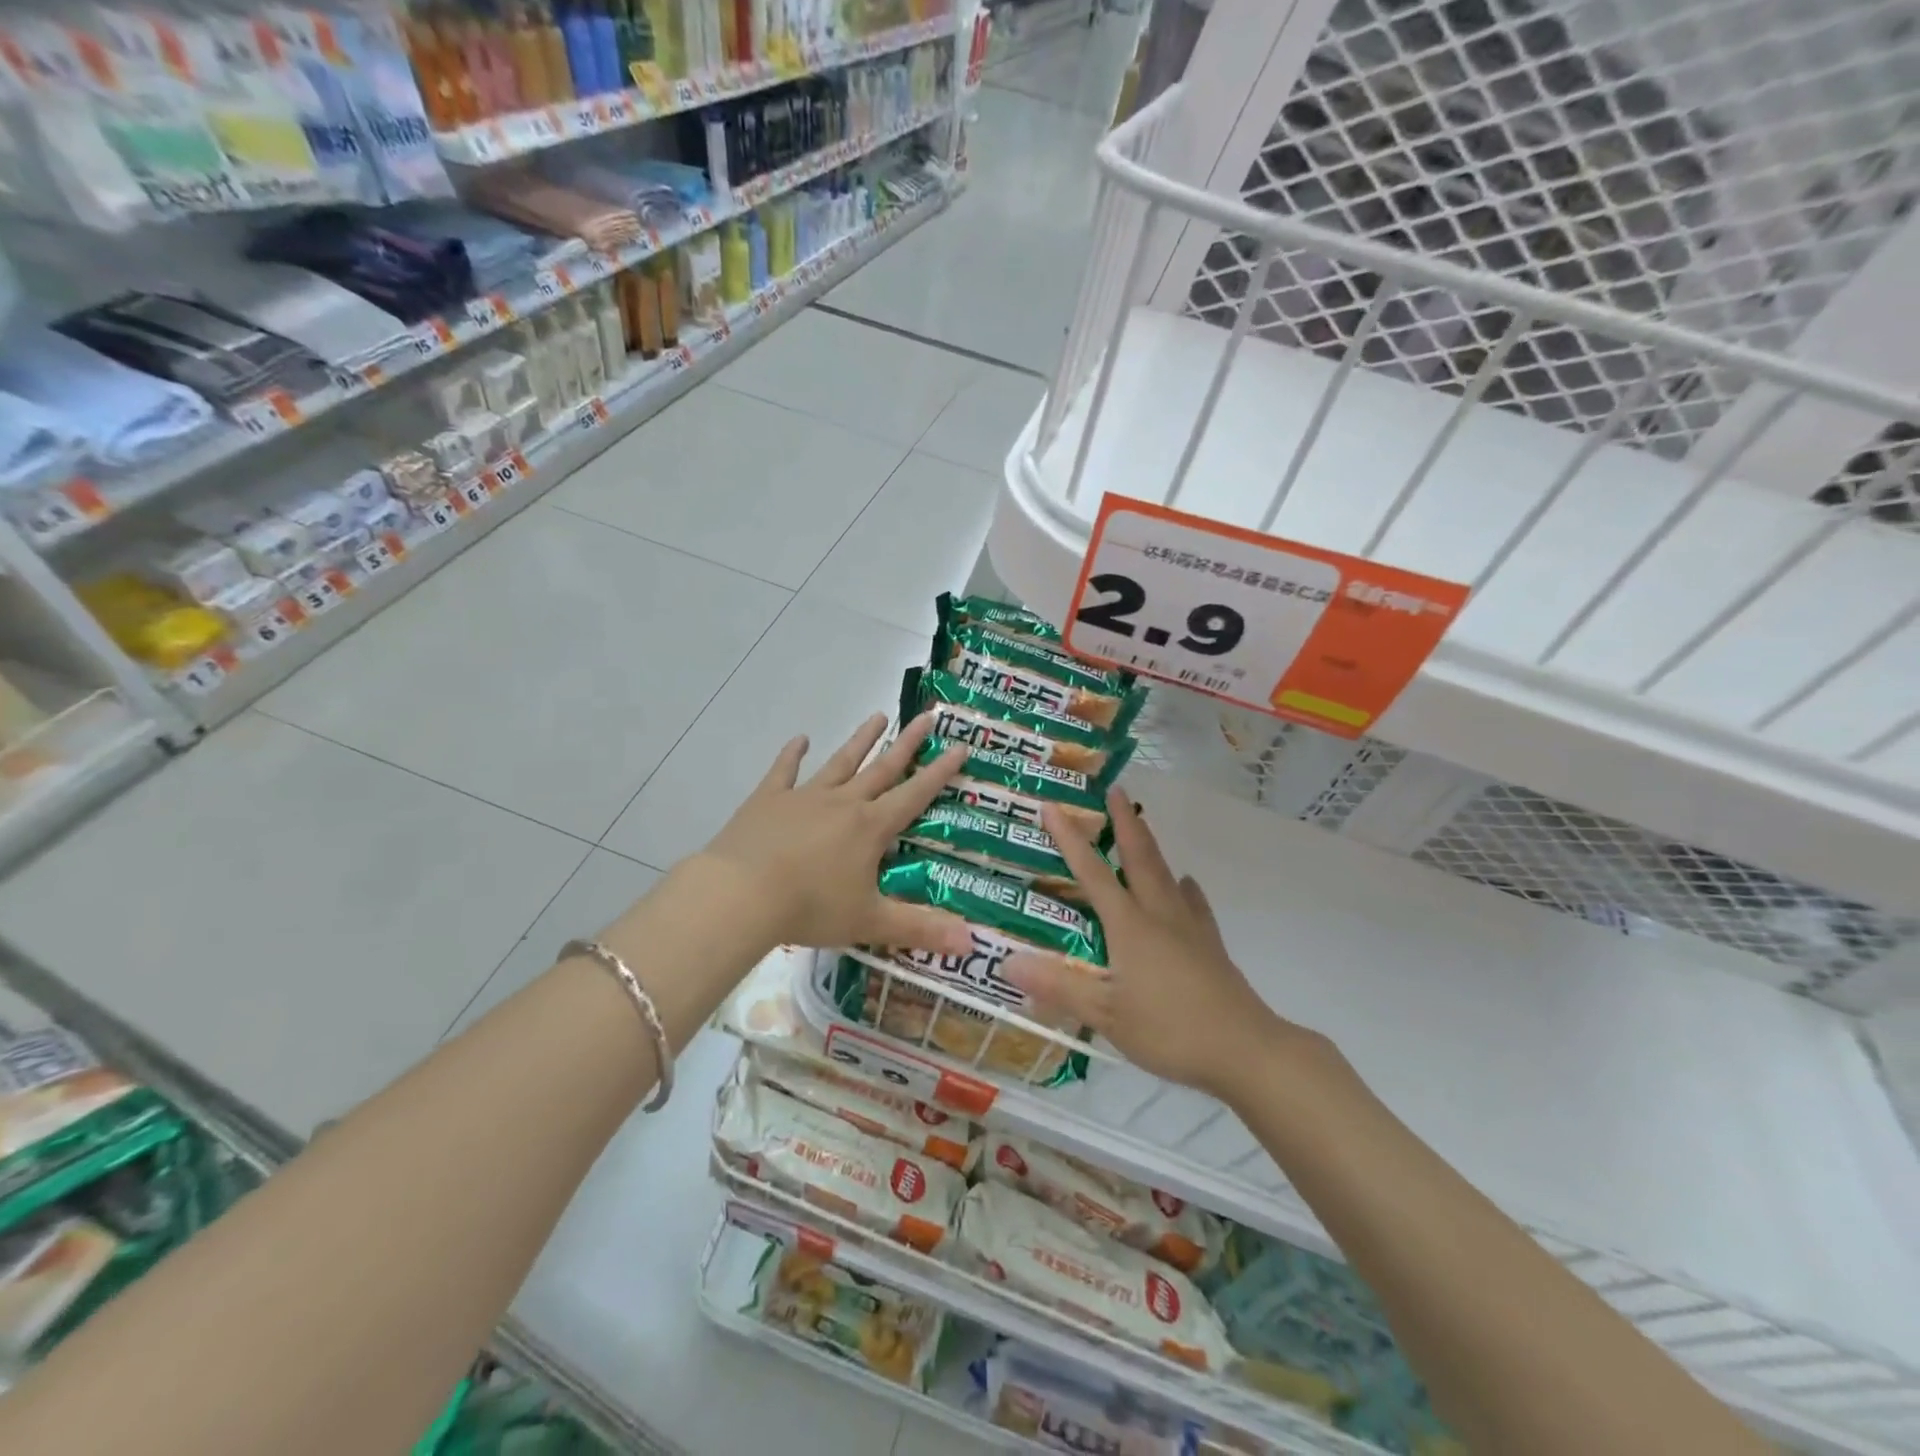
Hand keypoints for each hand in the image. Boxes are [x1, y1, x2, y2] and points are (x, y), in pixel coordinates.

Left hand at [695, 711, 972, 954]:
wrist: (741, 895)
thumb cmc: (810, 908)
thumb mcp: (870, 922)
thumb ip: (921, 929)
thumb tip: (972, 944)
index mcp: (871, 827)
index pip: (915, 794)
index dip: (940, 772)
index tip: (960, 746)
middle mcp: (843, 803)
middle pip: (882, 768)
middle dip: (908, 743)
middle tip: (927, 716)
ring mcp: (804, 796)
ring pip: (841, 762)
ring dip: (861, 740)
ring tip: (878, 716)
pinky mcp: (769, 800)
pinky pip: (784, 771)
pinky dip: (792, 754)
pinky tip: (799, 739)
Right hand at [1010, 789, 1303, 1099]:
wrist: (1245, 1048)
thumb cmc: (1170, 1030)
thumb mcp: (1106, 1015)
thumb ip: (1058, 986)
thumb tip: (1007, 961)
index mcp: (1130, 925)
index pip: (1092, 873)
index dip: (1070, 840)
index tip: (1053, 806)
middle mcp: (1159, 914)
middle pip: (1139, 856)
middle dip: (1123, 821)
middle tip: (1114, 789)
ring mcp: (1189, 926)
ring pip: (1166, 872)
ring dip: (1149, 844)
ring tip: (1140, 826)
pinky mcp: (1209, 944)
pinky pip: (1193, 902)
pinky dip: (1183, 887)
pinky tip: (1185, 886)